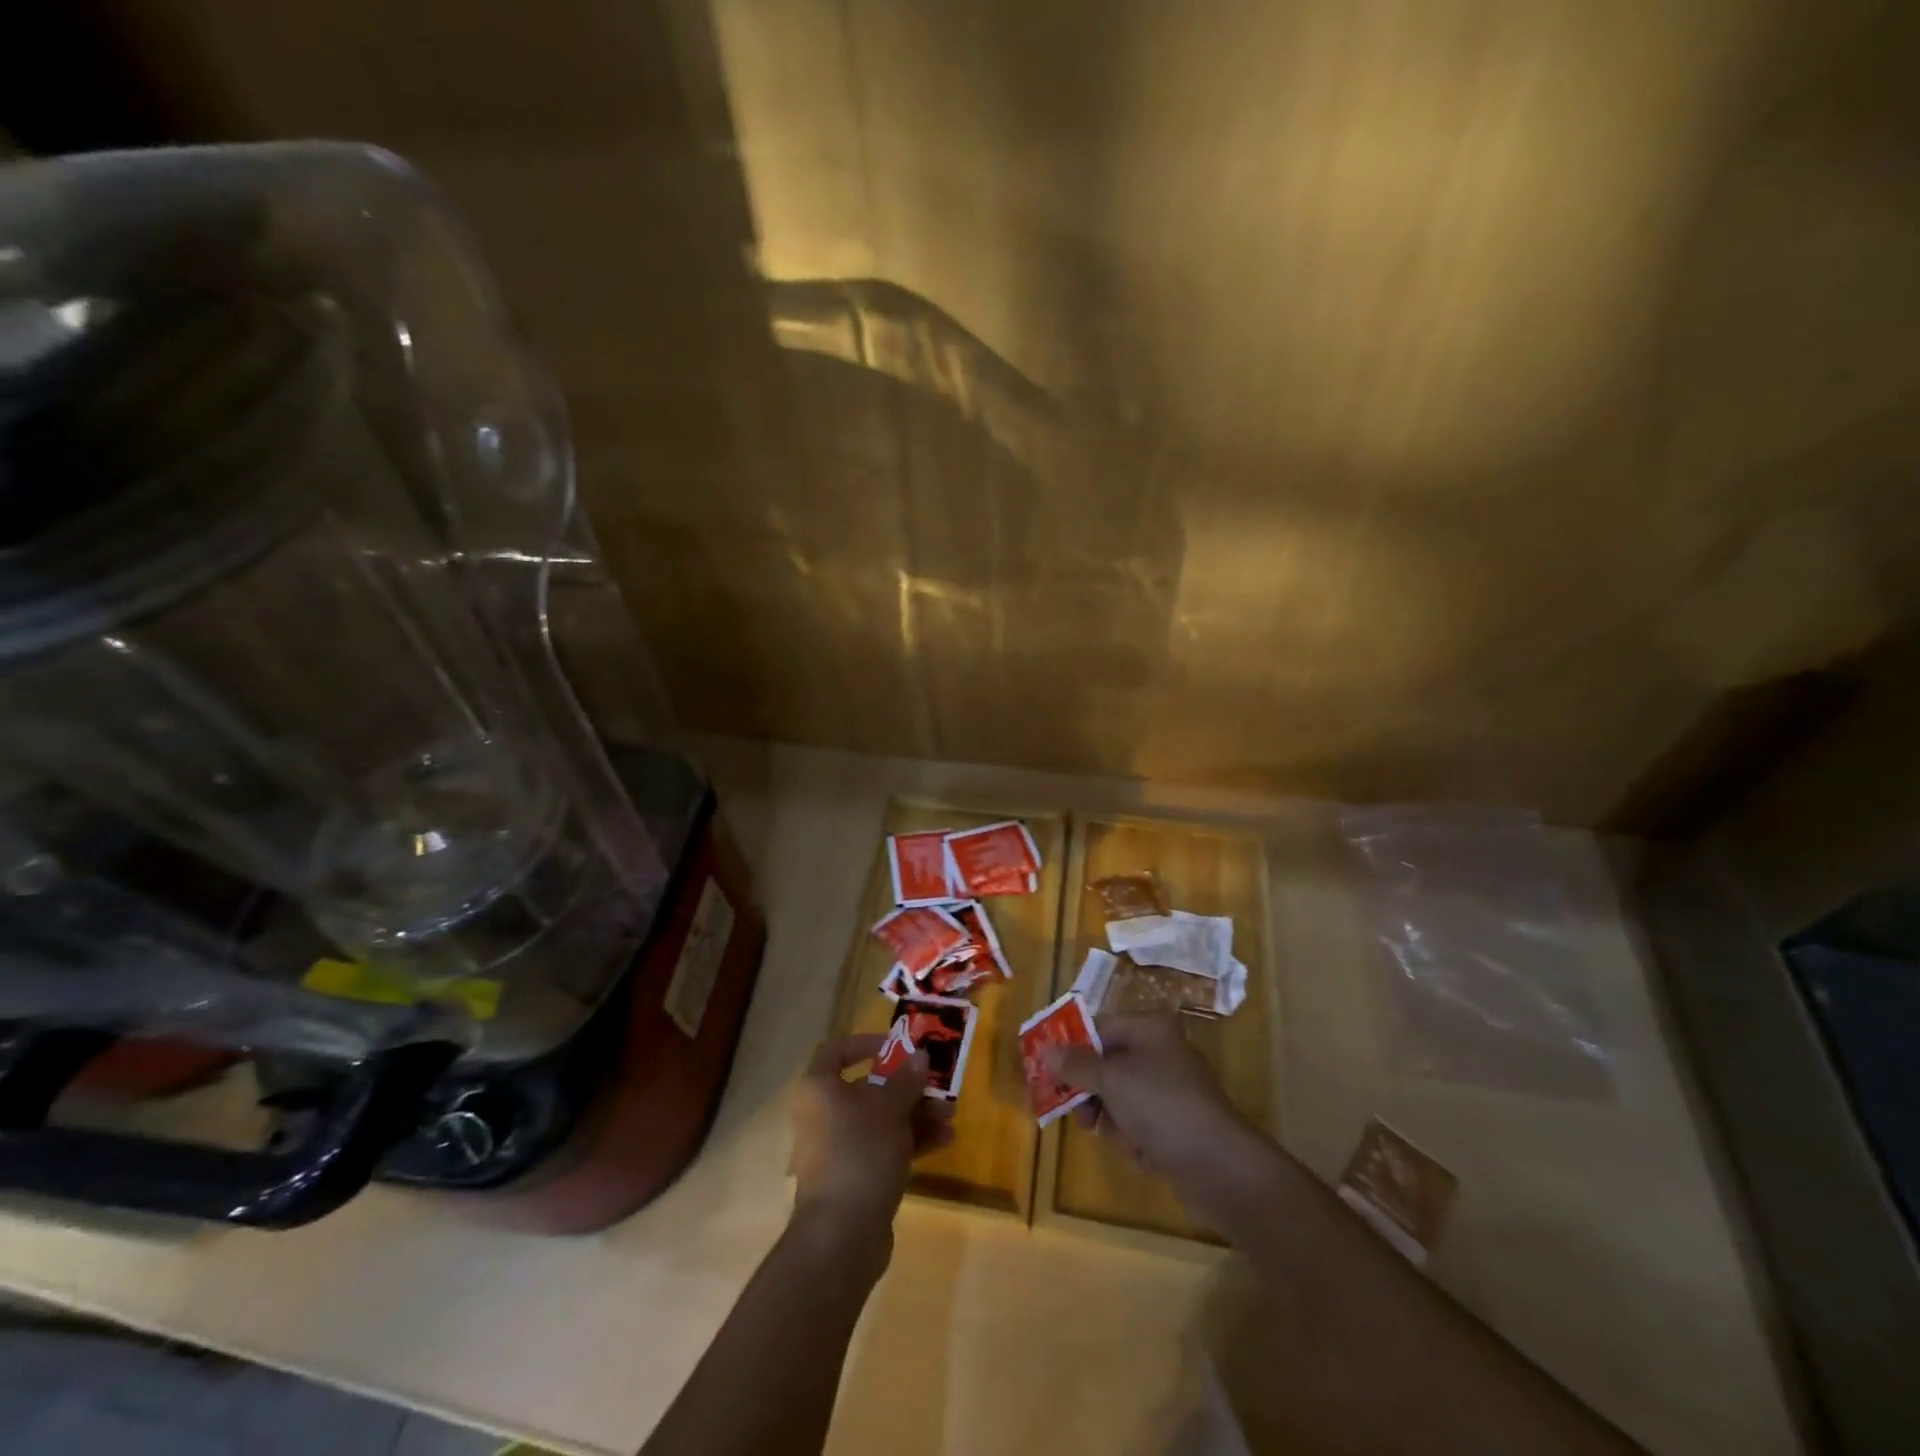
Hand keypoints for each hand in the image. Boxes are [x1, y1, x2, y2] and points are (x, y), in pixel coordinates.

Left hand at [789, 1033, 955, 1245]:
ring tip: (950, 1115)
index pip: (836, 1051)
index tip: (898, 1047)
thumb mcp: (889, 1108)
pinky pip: (885, 1147)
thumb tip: (920, 1056)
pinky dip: (912, 1141)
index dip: (866, 1043)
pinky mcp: (856, 1177)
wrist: (842, 1235)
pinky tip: (945, 1140)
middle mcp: (824, 1115)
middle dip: (907, 1086)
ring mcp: (840, 1149)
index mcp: (820, 1090)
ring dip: (917, 1114)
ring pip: (881, 1120)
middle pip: (868, 1087)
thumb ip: (906, 1080)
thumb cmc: (860, 1152)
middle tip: (938, 1084)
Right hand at [1042, 1015, 1267, 1217]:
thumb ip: (1075, 1065)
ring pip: (1120, 1098)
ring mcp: (1171, 1090)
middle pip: (1107, 1065)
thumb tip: (1044, 1048)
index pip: (1098, 1028)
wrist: (1221, 1167)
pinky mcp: (1177, 1125)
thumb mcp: (1111, 1081)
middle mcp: (1161, 1052)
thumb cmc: (1163, 1108)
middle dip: (1092, 1093)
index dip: (1071, 1048)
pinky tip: (1143, 1153)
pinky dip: (1134, 1139)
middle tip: (1078, 1115)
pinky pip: (1139, 1124)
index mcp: (1150, 1030)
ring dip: (1113, 1120)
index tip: (1046, 1072)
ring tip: (1120, 1138)